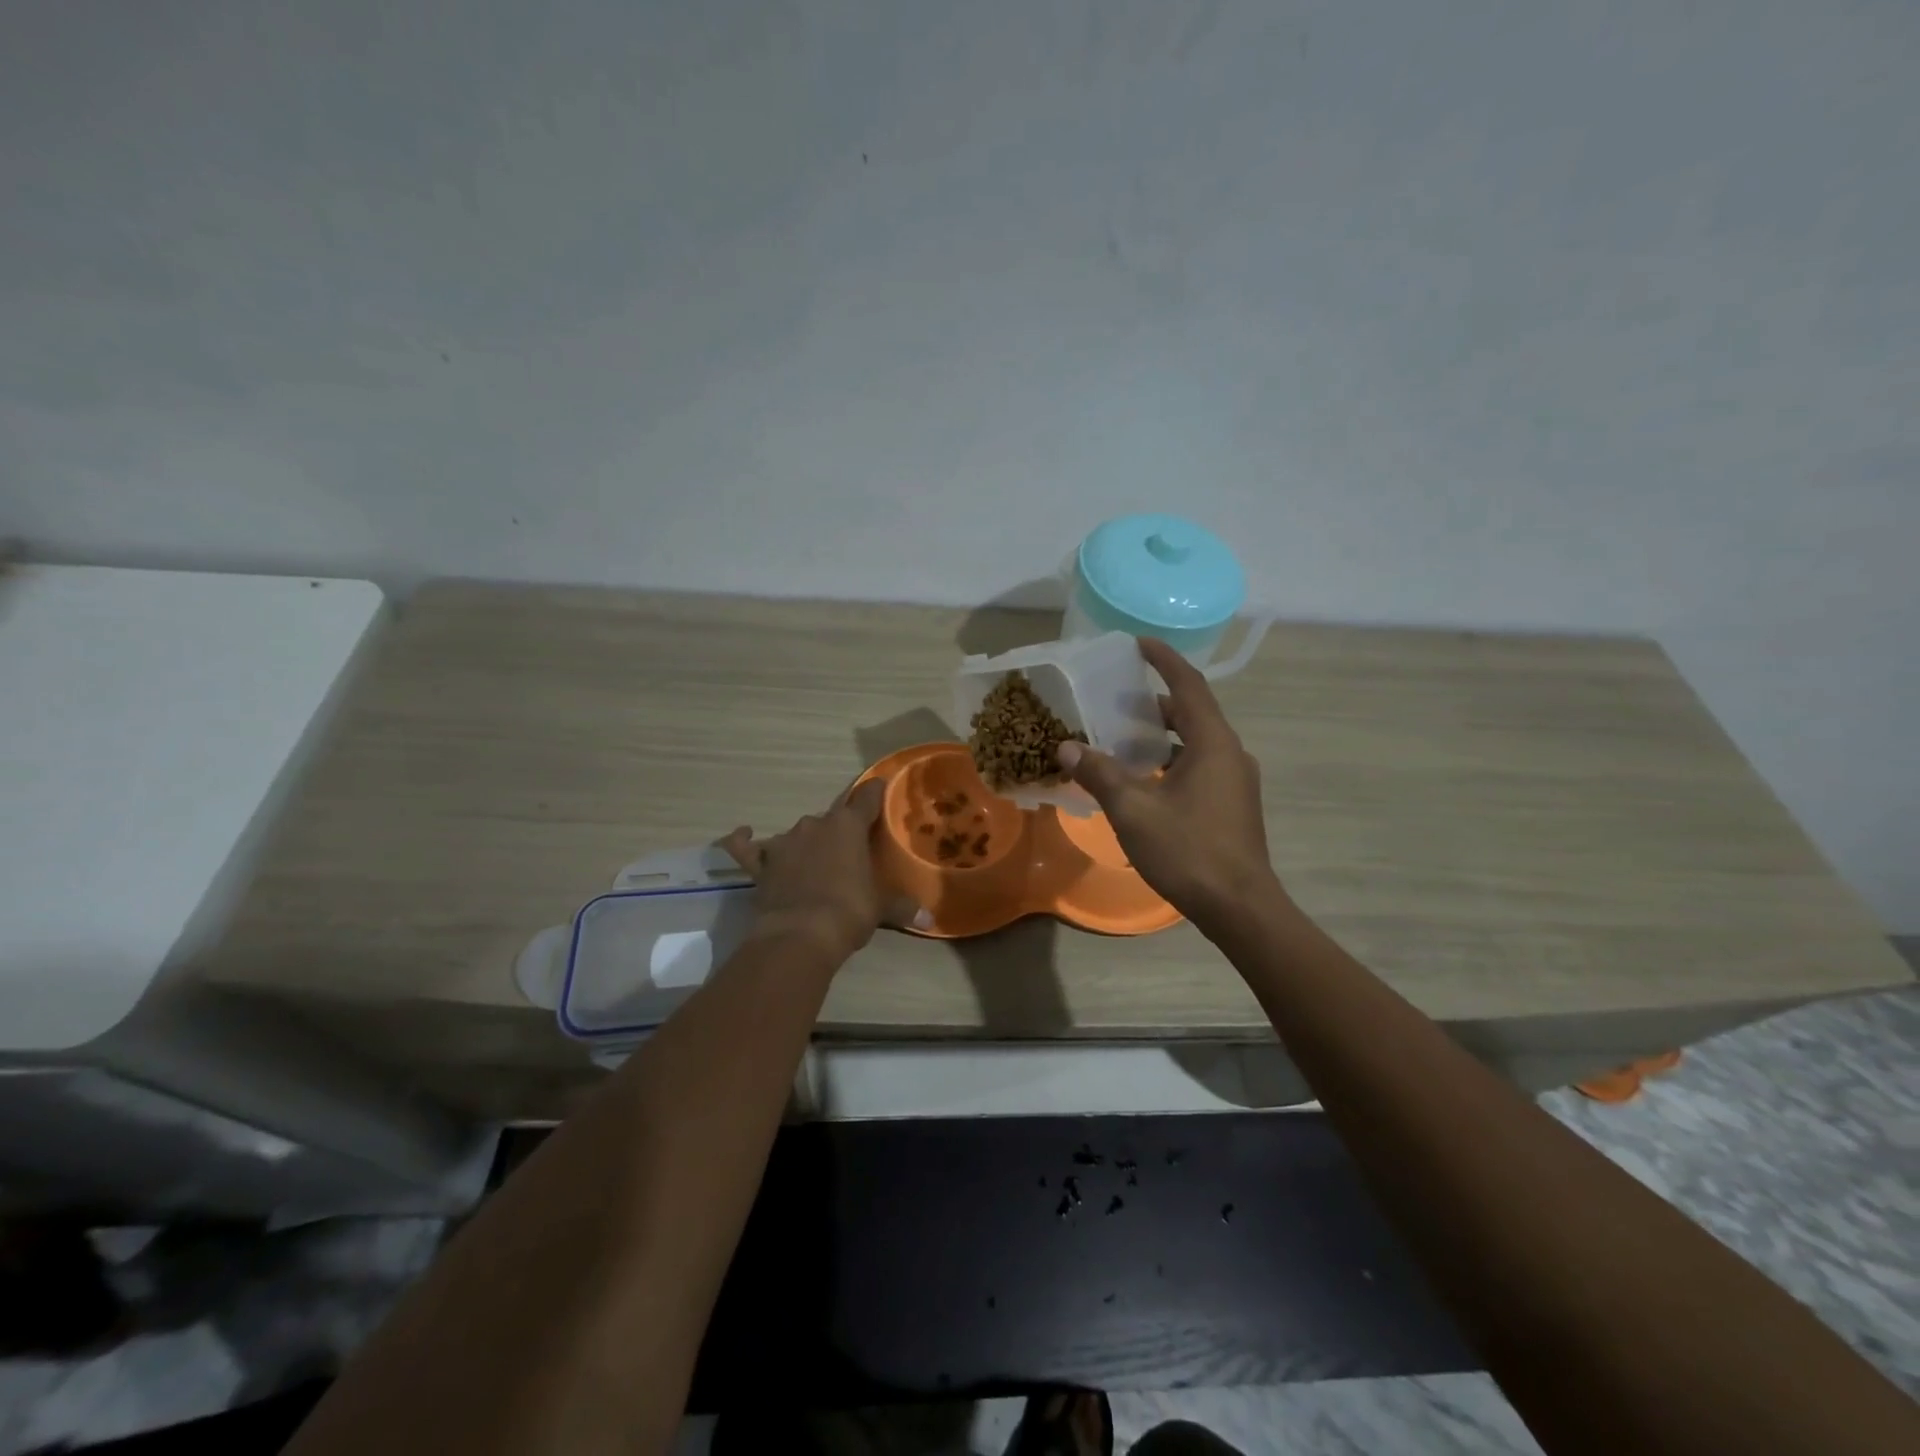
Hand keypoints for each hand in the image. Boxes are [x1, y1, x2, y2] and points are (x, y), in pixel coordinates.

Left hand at [721, 780, 930, 966]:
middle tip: (850, 850)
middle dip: (840, 830)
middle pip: (831, 818)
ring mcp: (784, 843)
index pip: (866, 799)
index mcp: (848, 827)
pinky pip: (746, 848)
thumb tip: (930, 919)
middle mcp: (815, 825)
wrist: (800, 935)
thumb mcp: (881, 909)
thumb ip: (903, 908)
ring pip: (797, 833)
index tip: (880, 784)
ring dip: (806, 843)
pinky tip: (743, 833)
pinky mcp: (761, 865)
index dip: (874, 792)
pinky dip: (743, 840)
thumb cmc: (849, 912)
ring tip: (814, 861)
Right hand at [1057, 638, 1276, 935]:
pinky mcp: (1232, 805)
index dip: (1163, 659)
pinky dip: (1171, 761)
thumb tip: (1066, 746)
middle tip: (1117, 695)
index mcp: (1213, 743)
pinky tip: (1144, 780)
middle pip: (1192, 712)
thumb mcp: (1133, 809)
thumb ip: (1099, 773)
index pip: (1188, 685)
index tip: (1138, 643)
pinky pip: (1199, 766)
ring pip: (1195, 742)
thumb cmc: (1188, 850)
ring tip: (1123, 736)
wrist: (1240, 907)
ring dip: (1162, 734)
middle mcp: (1230, 753)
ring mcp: (1235, 781)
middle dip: (1156, 700)